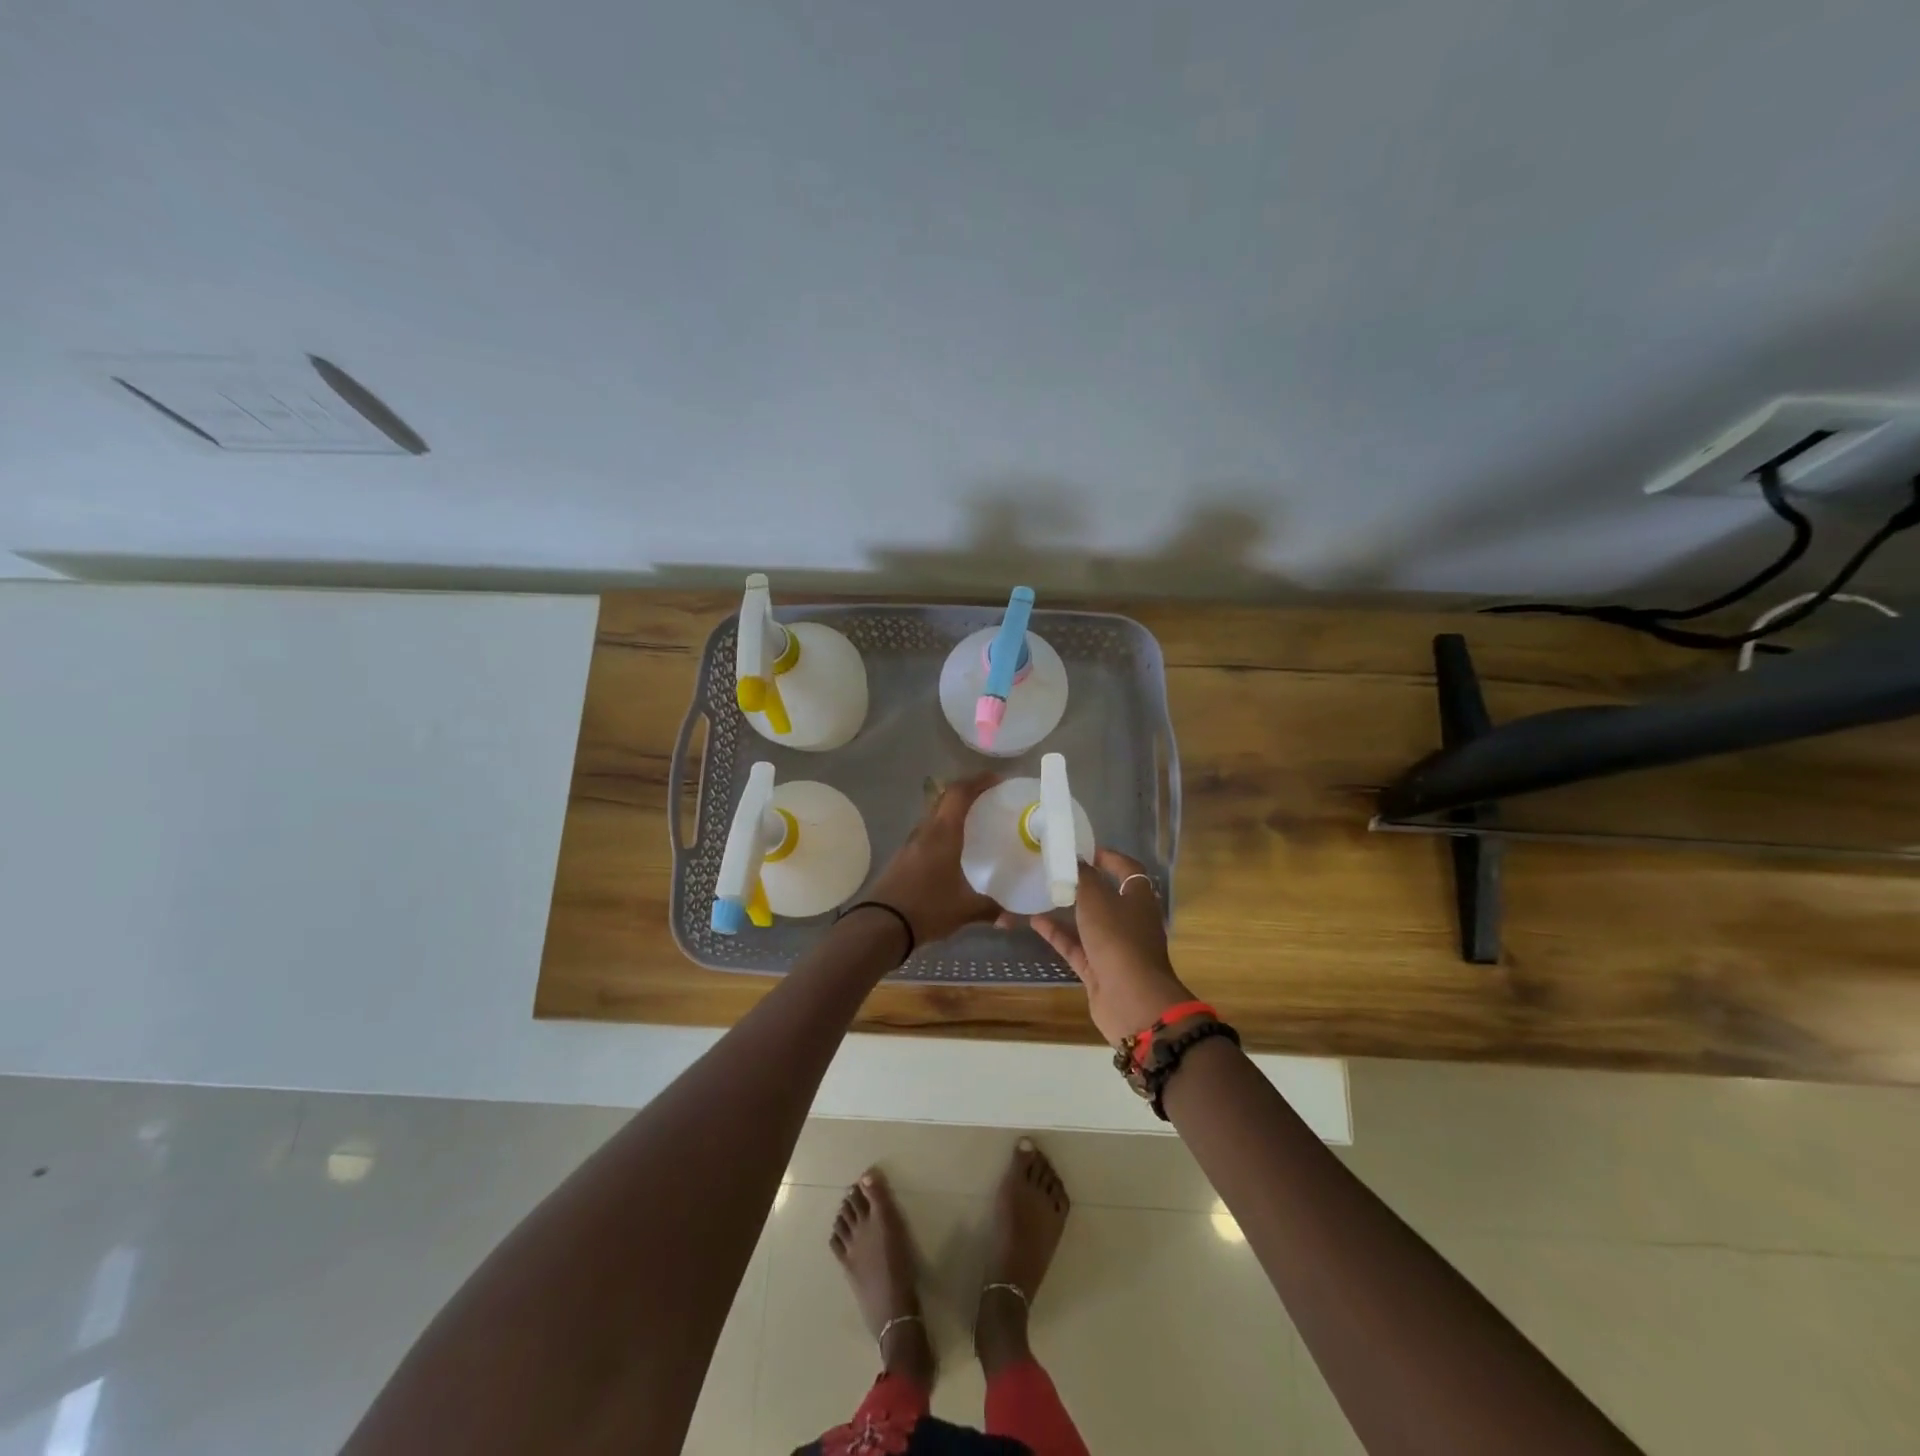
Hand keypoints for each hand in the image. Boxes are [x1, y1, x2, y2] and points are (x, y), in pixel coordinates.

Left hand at [866, 774, 1001, 947]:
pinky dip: (943, 831)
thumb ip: (992, 909)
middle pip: (945, 799)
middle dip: (967, 793)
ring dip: (953, 813)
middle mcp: (925, 831)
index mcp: (942, 833)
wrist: (880, 925)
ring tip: (976, 823)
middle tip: (991, 800)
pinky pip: (927, 834)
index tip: (997, 780)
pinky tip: (954, 850)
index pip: (959, 793)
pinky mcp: (903, 857)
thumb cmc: (926, 908)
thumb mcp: (965, 909)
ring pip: (934, 816)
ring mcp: (910, 843)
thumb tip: (1014, 918)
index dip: (978, 781)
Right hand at [1019, 848, 1194, 1047]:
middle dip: (1084, 884)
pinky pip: (1076, 946)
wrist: (1132, 1001)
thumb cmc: (1119, 940)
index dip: (1109, 857)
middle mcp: (1130, 920)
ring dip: (1068, 910)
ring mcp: (1115, 947)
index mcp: (1139, 898)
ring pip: (1089, 923)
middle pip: (1108, 896)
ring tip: (1042, 893)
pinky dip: (1058, 934)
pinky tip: (1035, 922)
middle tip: (1056, 871)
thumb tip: (1077, 861)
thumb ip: (1084, 878)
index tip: (1083, 849)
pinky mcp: (1099, 969)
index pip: (1128, 870)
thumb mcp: (1097, 900)